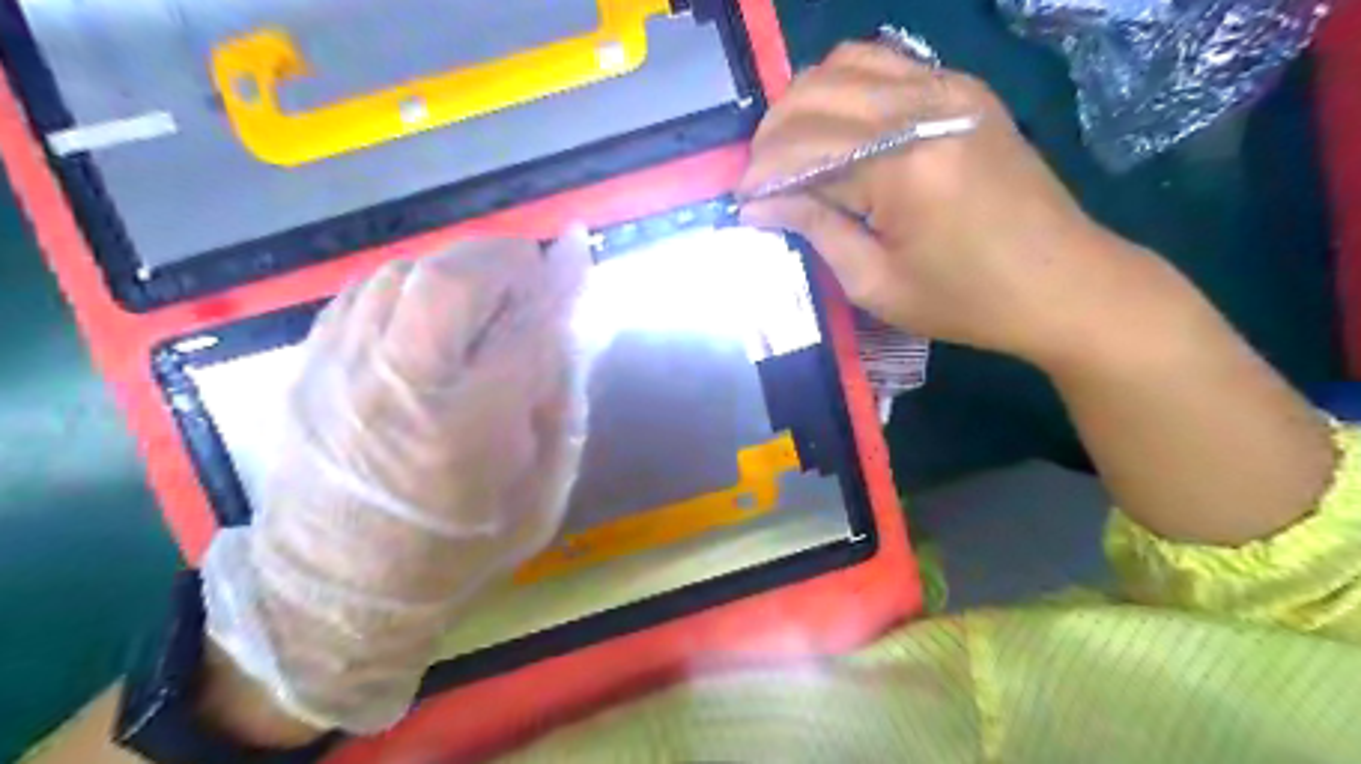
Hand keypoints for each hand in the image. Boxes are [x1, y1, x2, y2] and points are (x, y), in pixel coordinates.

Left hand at [200, 230, 590, 734]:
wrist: (336, 592)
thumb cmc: (459, 551)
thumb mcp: (542, 494)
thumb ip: (562, 405)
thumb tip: (572, 327)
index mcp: (471, 430)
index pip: (528, 327)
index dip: (560, 280)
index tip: (578, 245)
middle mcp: (403, 389)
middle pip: (451, 279)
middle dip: (502, 259)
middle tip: (528, 274)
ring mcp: (343, 372)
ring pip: (404, 274)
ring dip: (457, 269)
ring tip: (482, 296)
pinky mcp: (310, 368)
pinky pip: (363, 291)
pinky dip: (410, 285)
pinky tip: (430, 312)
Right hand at [742, 43, 1133, 363]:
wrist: (1065, 283)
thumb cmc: (967, 300)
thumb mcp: (876, 284)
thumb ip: (815, 230)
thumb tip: (759, 204)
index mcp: (903, 165)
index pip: (802, 149)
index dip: (761, 174)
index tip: (742, 203)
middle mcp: (923, 106)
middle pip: (815, 94)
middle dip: (772, 135)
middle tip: (761, 179)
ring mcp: (949, 87)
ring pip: (844, 64)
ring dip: (803, 103)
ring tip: (790, 150)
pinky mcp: (963, 89)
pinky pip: (883, 64)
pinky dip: (843, 88)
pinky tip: (834, 127)